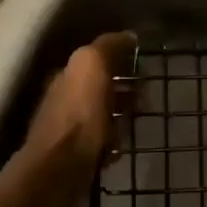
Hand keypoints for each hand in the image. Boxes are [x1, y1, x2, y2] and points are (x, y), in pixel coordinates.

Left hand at [23, 31, 135, 173]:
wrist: (60, 171)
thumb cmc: (79, 114)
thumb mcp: (92, 65)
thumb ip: (108, 47)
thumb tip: (128, 36)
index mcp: (66, 75)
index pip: (95, 58)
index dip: (120, 59)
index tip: (144, 65)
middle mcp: (63, 100)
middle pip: (99, 87)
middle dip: (124, 88)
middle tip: (147, 95)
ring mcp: (68, 131)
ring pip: (102, 114)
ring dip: (121, 114)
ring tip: (140, 119)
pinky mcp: (76, 158)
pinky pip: (101, 142)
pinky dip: (114, 140)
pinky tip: (123, 145)